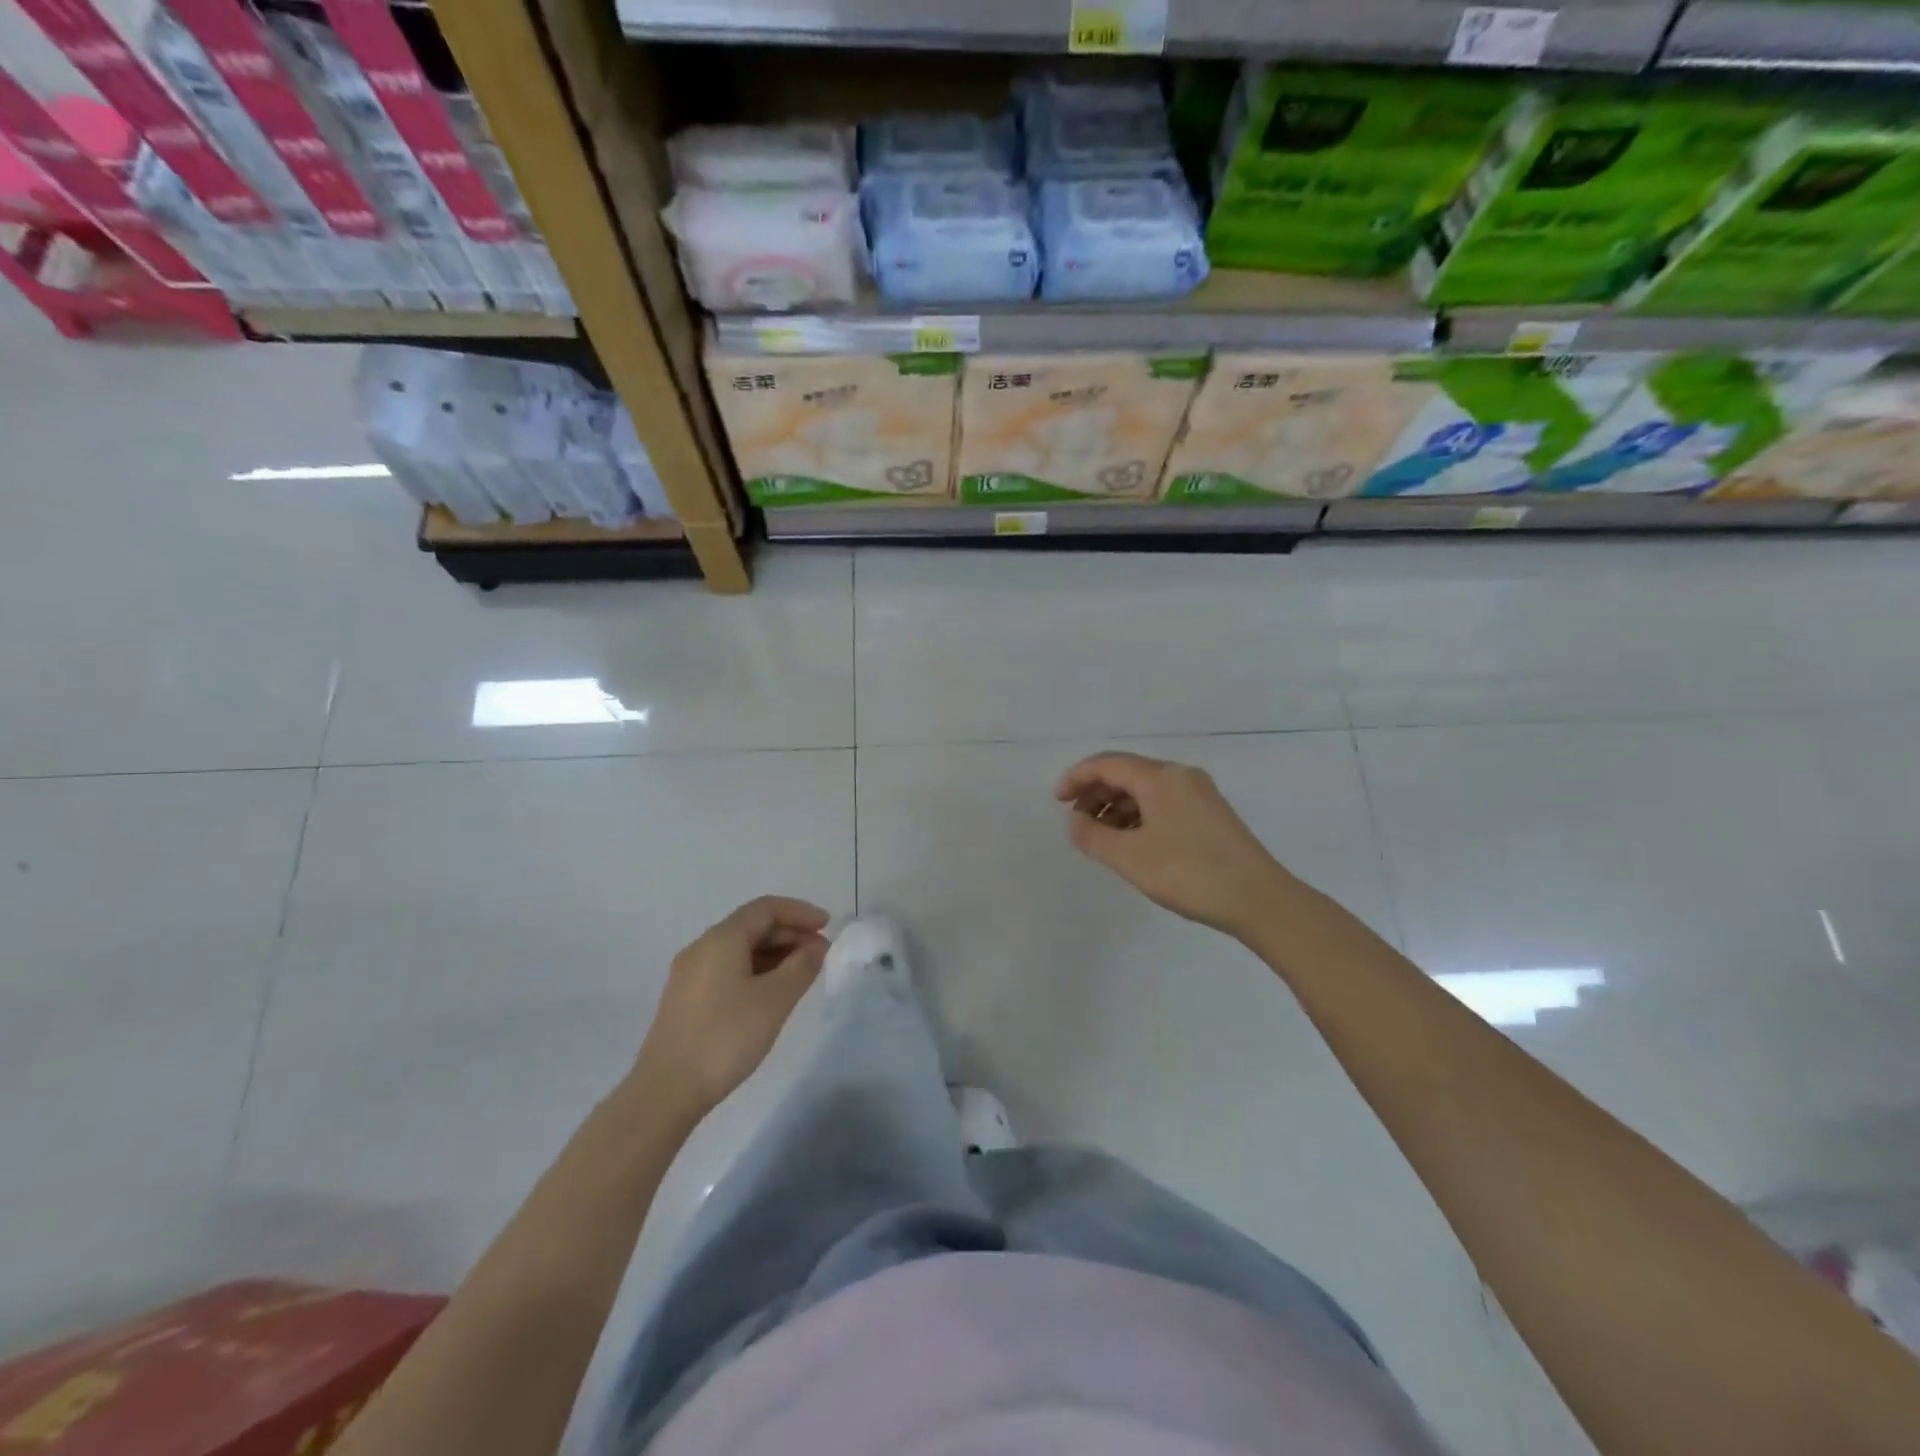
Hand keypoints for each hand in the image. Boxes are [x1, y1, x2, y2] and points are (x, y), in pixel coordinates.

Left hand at [633, 896, 829, 1116]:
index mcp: (722, 939)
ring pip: (740, 949)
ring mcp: (690, 974)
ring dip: (774, 953)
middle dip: (790, 933)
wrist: (666, 1091)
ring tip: (802, 973)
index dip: (800, 912)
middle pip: (752, 926)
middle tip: (820, 953)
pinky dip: (756, 970)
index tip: (828, 926)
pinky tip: (771, 992)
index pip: (766, 908)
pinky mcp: (686, 999)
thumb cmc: (726, 1037)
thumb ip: (802, 966)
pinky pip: (728, 968)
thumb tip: (816, 946)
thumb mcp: (775, 1000)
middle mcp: (702, 947)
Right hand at [1055, 751, 1289, 937]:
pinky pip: (1163, 804)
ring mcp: (1199, 794)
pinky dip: (1139, 816)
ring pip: (1145, 790)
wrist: (1260, 900)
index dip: (1076, 778)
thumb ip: (1093, 836)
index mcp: (1160, 777)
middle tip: (1077, 823)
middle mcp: (1180, 776)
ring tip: (1101, 837)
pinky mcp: (1210, 815)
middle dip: (1096, 793)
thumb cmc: (1190, 873)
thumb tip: (1075, 821)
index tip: (1057, 801)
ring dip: (1117, 807)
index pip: (1107, 764)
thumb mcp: (1130, 857)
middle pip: (1127, 773)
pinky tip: (1132, 843)